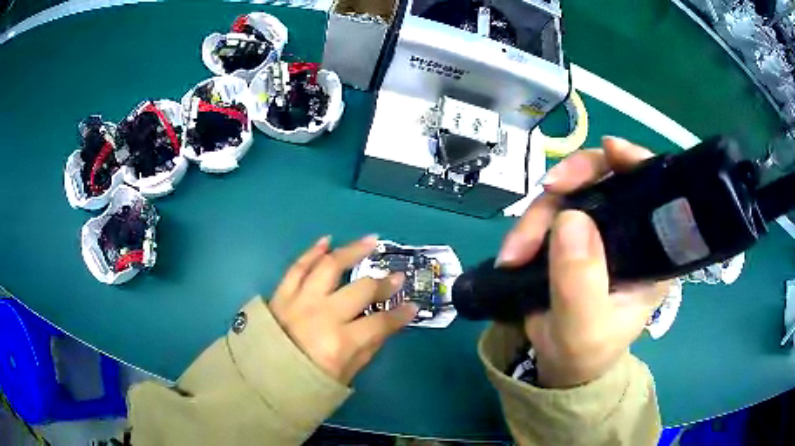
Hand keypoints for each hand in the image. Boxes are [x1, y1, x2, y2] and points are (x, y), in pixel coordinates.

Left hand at [269, 235, 417, 384]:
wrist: (261, 381)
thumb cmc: (306, 384)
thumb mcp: (345, 376)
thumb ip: (367, 348)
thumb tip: (387, 324)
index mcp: (340, 343)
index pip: (381, 322)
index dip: (401, 314)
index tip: (412, 306)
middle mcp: (322, 316)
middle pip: (361, 290)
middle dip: (384, 283)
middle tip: (396, 276)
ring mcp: (300, 301)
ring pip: (329, 266)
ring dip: (352, 250)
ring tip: (370, 241)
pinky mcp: (281, 294)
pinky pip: (297, 267)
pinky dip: (312, 252)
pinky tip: (326, 241)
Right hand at [497, 137, 669, 388]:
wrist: (560, 363)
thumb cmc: (585, 351)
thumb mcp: (584, 327)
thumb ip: (580, 282)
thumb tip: (570, 217)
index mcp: (652, 251)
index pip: (656, 191)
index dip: (637, 162)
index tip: (610, 150)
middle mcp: (631, 231)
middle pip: (607, 178)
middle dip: (572, 181)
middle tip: (545, 193)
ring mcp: (600, 229)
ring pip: (571, 192)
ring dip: (538, 214)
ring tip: (514, 253)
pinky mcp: (573, 233)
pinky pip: (551, 209)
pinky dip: (529, 224)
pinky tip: (516, 247)